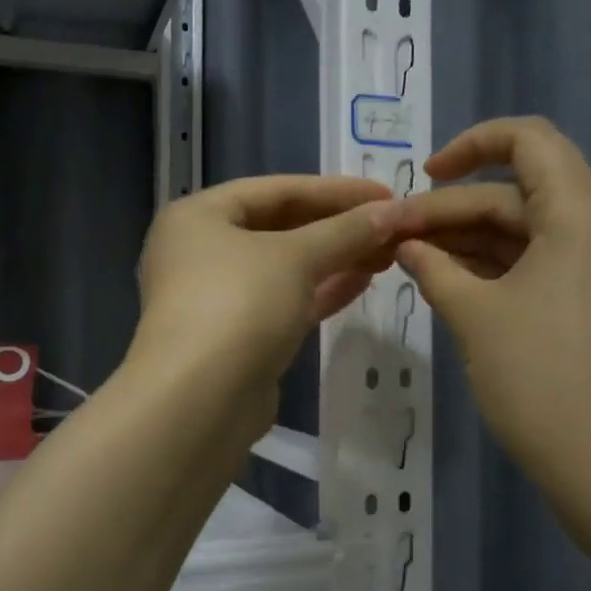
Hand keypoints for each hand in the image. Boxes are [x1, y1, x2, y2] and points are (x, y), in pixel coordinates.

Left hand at [131, 175, 398, 406]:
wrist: (201, 400)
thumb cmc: (239, 304)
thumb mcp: (296, 257)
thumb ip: (345, 231)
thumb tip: (392, 212)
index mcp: (198, 216)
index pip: (275, 189)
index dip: (334, 189)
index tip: (385, 193)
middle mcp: (199, 252)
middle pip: (279, 228)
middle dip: (337, 228)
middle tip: (391, 227)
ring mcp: (216, 298)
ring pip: (284, 269)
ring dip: (334, 259)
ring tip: (387, 253)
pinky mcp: (235, 338)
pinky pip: (283, 302)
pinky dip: (319, 291)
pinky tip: (362, 282)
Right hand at [392, 117, 590, 489]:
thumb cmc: (537, 379)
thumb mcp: (474, 315)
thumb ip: (434, 266)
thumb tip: (406, 244)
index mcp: (587, 210)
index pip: (528, 139)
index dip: (469, 147)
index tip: (422, 178)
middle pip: (520, 192)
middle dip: (454, 210)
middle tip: (395, 236)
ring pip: (529, 228)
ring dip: (471, 239)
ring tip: (410, 257)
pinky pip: (545, 259)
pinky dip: (498, 264)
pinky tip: (446, 276)